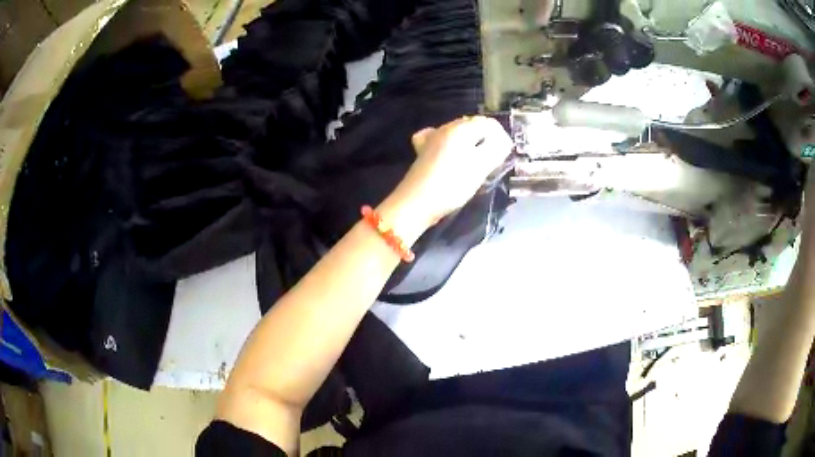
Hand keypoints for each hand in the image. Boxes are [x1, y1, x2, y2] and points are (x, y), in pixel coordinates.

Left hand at [387, 116, 512, 230]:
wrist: (416, 203)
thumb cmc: (452, 185)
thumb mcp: (480, 168)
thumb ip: (495, 149)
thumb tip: (503, 140)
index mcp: (461, 129)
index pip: (488, 123)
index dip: (500, 137)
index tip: (504, 155)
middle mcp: (445, 128)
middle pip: (472, 125)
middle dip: (485, 139)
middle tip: (492, 160)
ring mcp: (431, 138)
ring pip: (457, 133)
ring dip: (470, 143)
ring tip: (475, 161)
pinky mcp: (423, 151)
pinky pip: (442, 140)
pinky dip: (452, 145)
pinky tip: (452, 155)